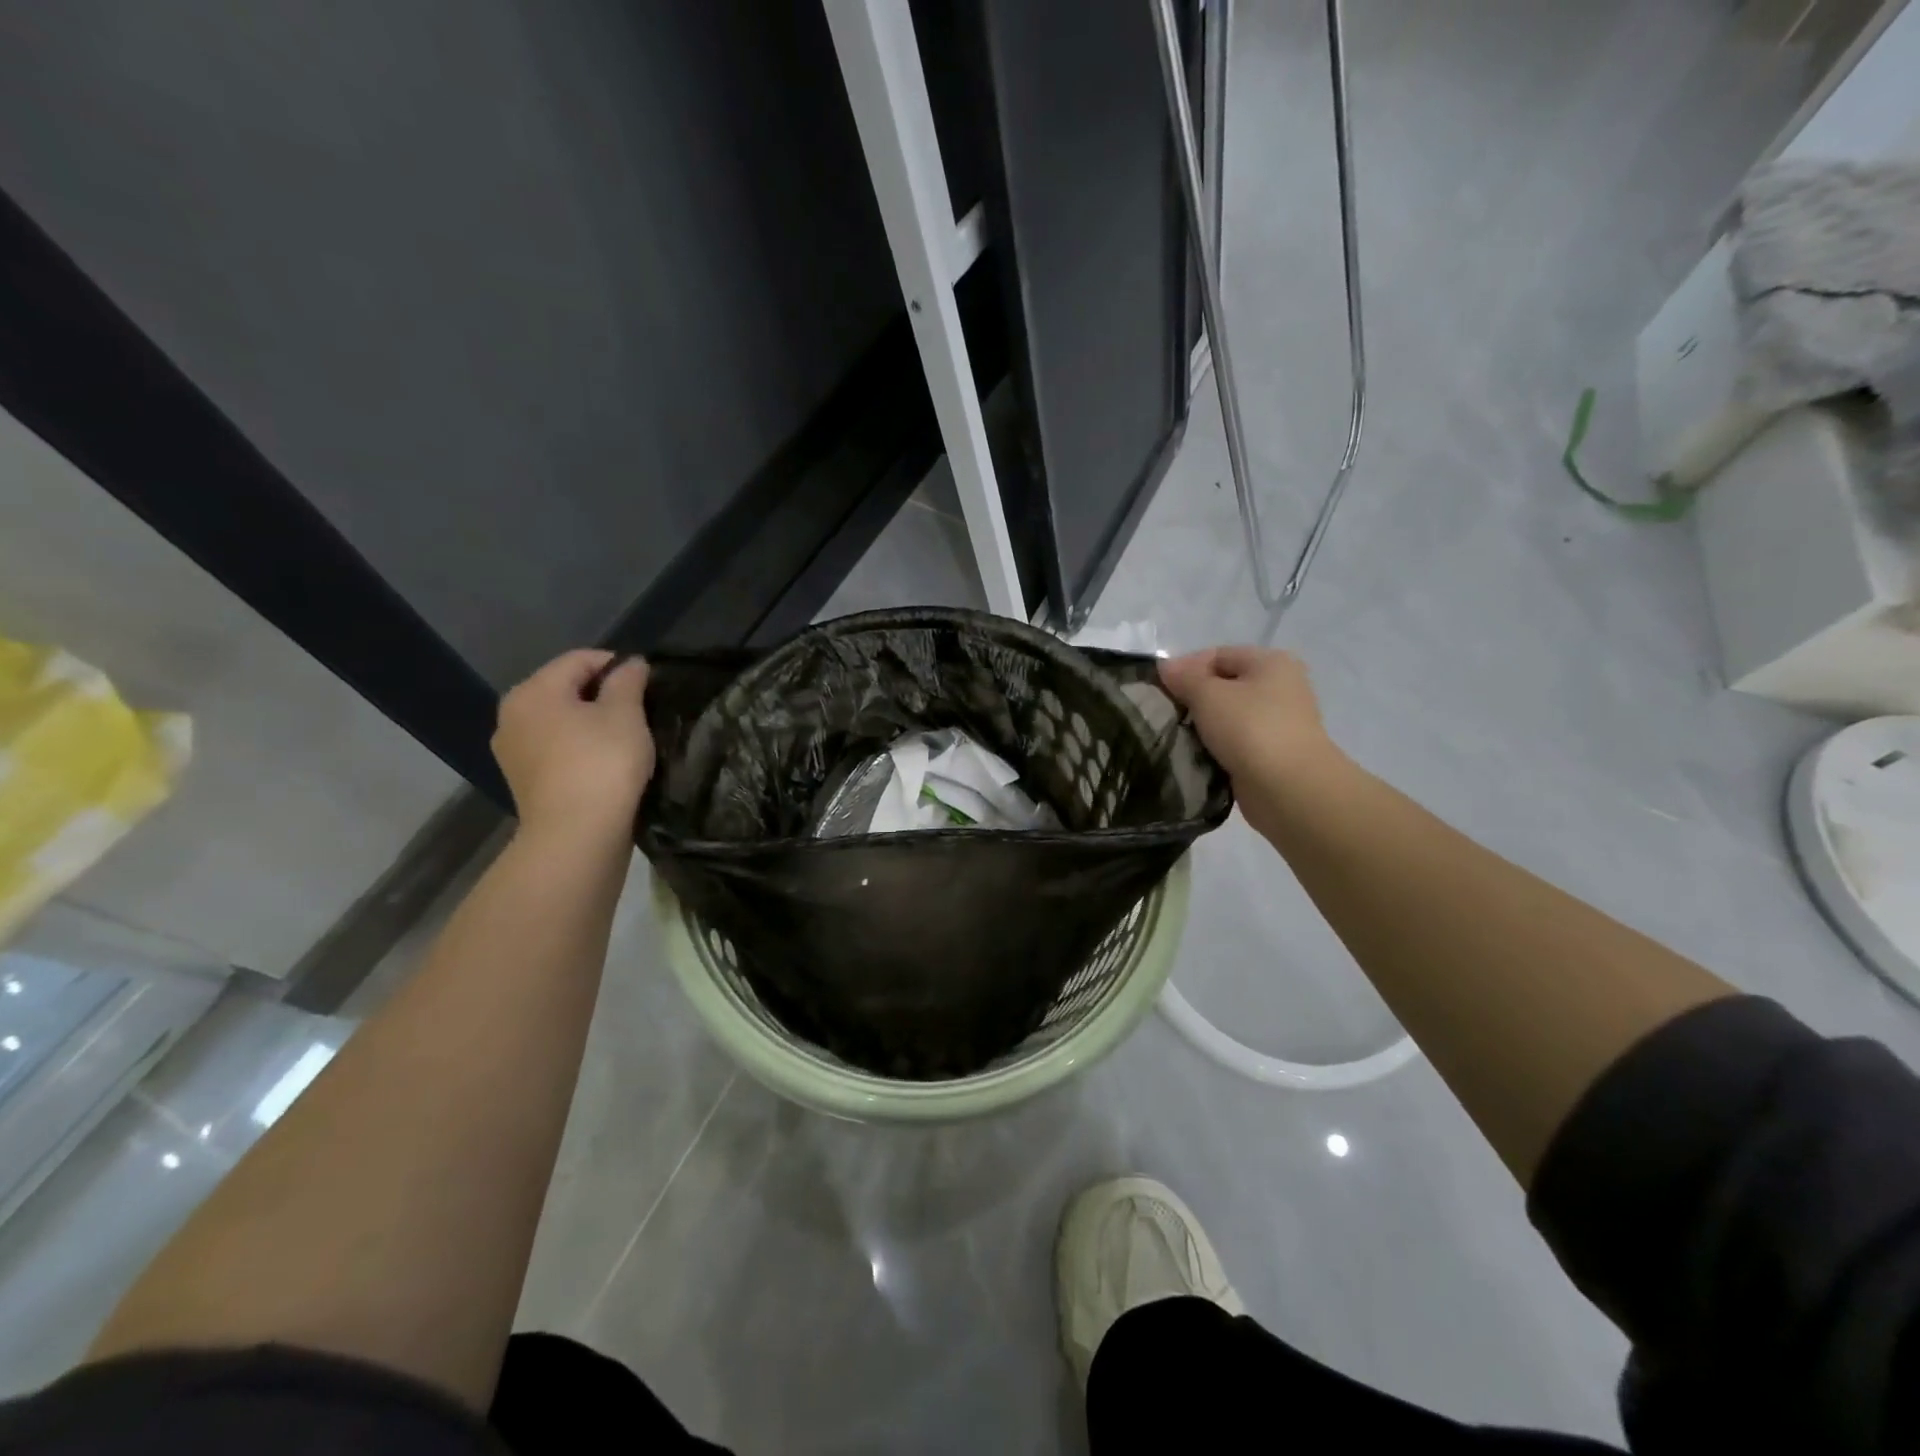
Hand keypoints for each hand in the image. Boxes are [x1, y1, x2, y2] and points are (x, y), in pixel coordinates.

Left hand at [492, 650, 653, 838]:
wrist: (576, 835)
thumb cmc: (602, 764)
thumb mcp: (626, 714)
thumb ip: (628, 681)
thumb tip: (630, 663)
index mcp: (533, 691)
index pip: (579, 660)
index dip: (617, 664)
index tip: (647, 680)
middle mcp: (512, 715)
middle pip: (564, 689)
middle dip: (601, 694)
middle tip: (639, 710)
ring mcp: (512, 751)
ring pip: (558, 721)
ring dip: (589, 722)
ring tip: (624, 737)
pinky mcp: (523, 780)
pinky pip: (554, 749)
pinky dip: (578, 747)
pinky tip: (603, 762)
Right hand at [1158, 646, 1336, 790]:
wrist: (1289, 789)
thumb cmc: (1250, 729)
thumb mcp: (1208, 695)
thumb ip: (1184, 677)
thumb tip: (1165, 665)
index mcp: (1271, 662)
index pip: (1218, 655)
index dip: (1186, 669)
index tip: (1160, 691)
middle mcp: (1280, 687)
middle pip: (1224, 685)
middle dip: (1193, 699)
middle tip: (1167, 715)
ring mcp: (1279, 722)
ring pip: (1228, 717)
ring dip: (1203, 726)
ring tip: (1178, 738)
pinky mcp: (1272, 753)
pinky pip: (1235, 743)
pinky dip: (1216, 748)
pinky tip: (1197, 756)